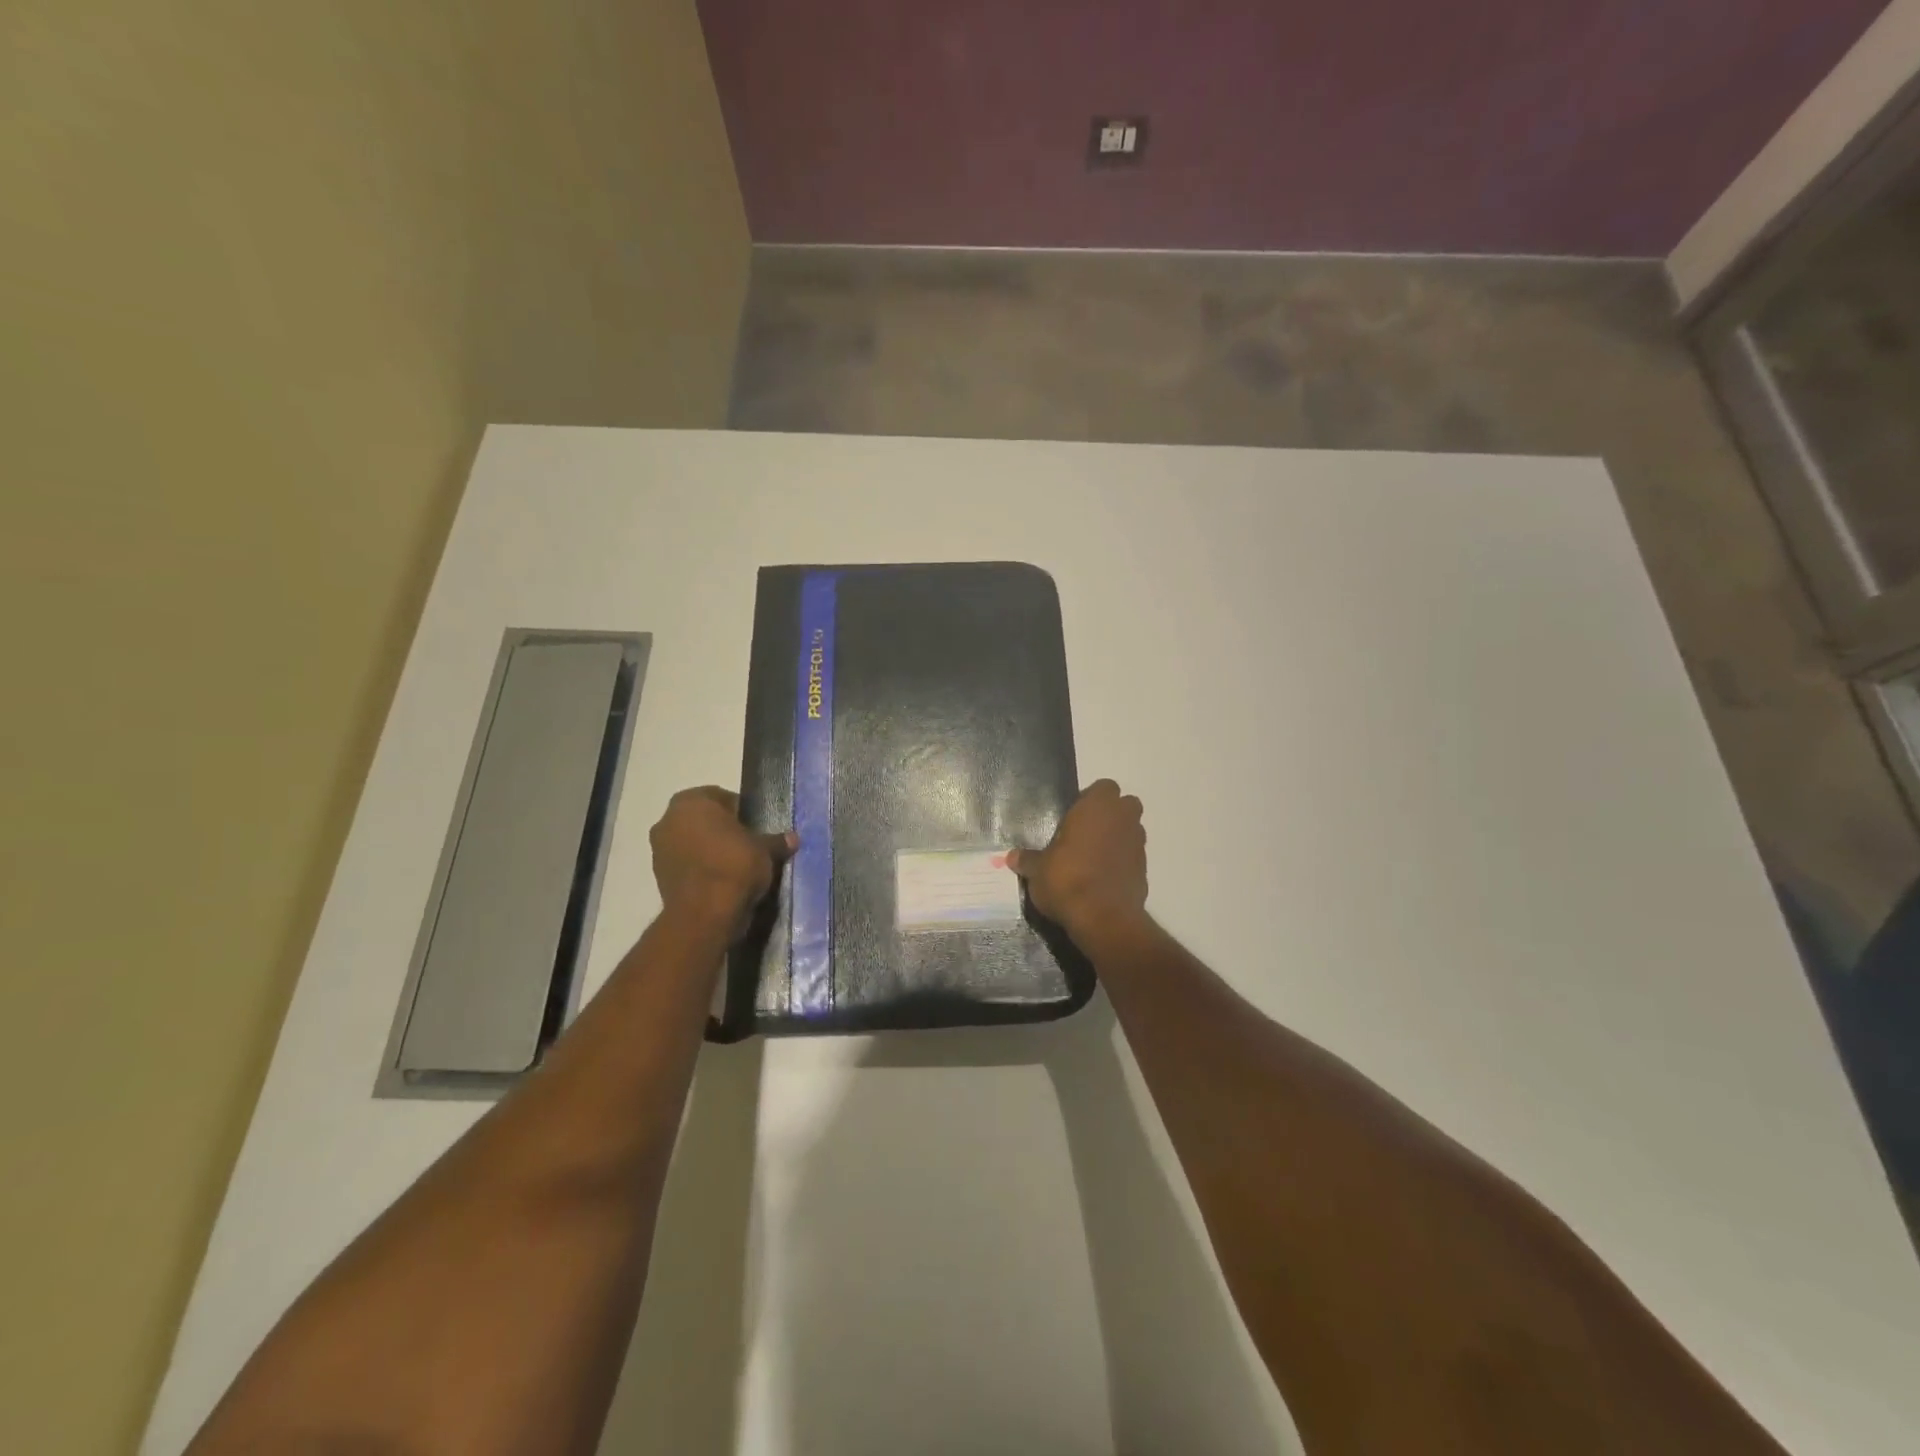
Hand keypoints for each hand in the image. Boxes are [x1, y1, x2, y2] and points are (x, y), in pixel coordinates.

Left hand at [649, 787, 794, 941]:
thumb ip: (776, 841)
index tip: (755, 828)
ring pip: (691, 842)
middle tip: (747, 845)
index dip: (741, 812)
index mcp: (692, 802)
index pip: (722, 798)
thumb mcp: (765, 850)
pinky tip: (720, 882)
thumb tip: (793, 839)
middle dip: (722, 830)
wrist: (704, 914)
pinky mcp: (658, 877)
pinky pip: (686, 865)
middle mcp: (668, 819)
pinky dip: (700, 870)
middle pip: (703, 820)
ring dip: (709, 850)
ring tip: (735, 866)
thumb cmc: (734, 866)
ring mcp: (659, 849)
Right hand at [1008, 780, 1147, 941]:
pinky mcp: (1145, 870)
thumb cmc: (1067, 880)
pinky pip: (1132, 857)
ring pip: (1132, 830)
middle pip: (1125, 805)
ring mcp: (1138, 845)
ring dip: (1117, 838)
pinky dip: (1122, 863)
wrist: (1103, 919)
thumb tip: (1012, 856)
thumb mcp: (1038, 870)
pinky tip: (1102, 879)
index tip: (1073, 817)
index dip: (1091, 799)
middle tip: (1085, 833)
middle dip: (1110, 815)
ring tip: (1092, 858)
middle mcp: (1123, 819)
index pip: (1104, 787)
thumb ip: (1028, 860)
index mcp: (1098, 807)